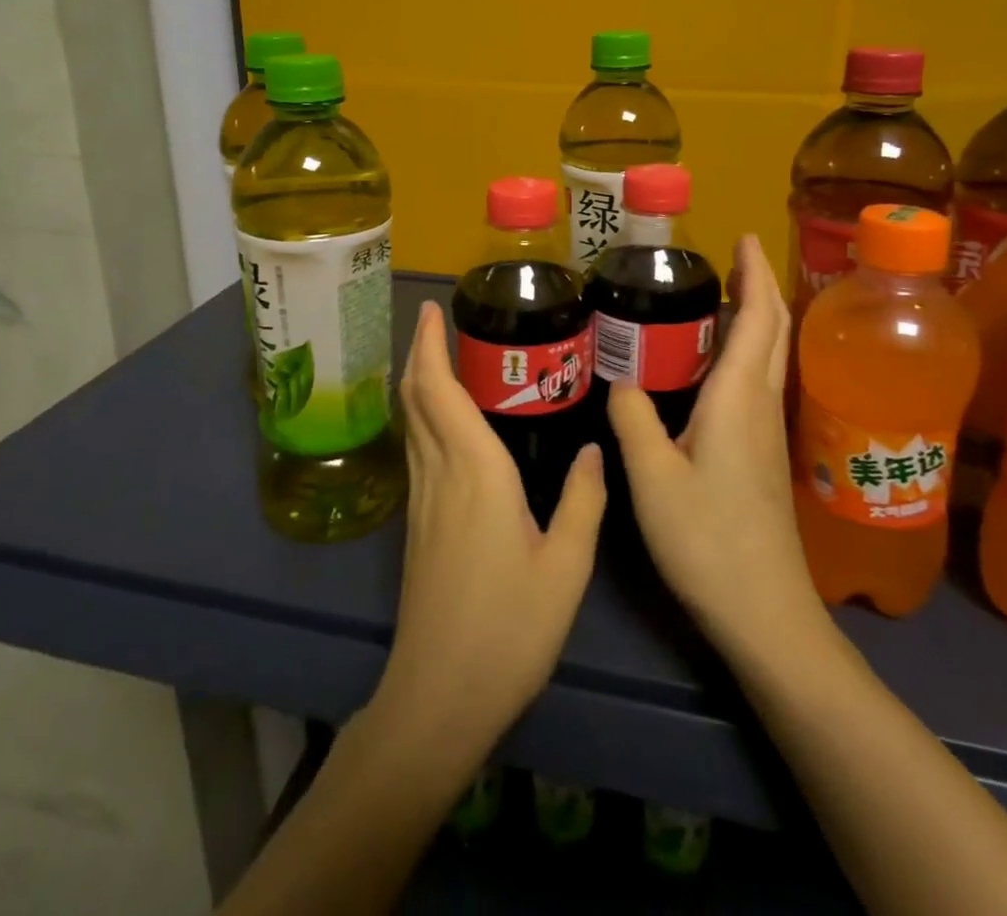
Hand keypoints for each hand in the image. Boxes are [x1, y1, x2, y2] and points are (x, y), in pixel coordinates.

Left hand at [371, 300, 606, 766]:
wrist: (439, 696)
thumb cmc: (508, 629)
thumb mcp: (566, 566)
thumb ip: (583, 500)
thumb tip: (595, 448)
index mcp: (474, 471)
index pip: (440, 390)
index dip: (429, 346)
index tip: (431, 309)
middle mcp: (439, 474)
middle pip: (416, 398)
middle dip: (419, 352)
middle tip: (436, 320)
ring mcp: (421, 500)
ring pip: (411, 423)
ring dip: (418, 382)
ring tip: (440, 358)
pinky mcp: (416, 525)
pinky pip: (416, 449)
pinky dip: (422, 417)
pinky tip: (444, 424)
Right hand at [607, 235, 823, 658]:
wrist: (765, 612)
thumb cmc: (708, 540)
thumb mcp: (652, 477)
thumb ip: (633, 419)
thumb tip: (621, 379)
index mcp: (738, 397)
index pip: (758, 317)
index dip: (753, 272)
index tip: (742, 236)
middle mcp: (761, 403)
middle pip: (772, 329)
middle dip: (757, 285)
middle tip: (727, 258)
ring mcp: (767, 430)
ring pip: (768, 355)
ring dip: (753, 317)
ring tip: (715, 298)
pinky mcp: (763, 453)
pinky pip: (757, 382)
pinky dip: (743, 351)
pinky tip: (709, 365)